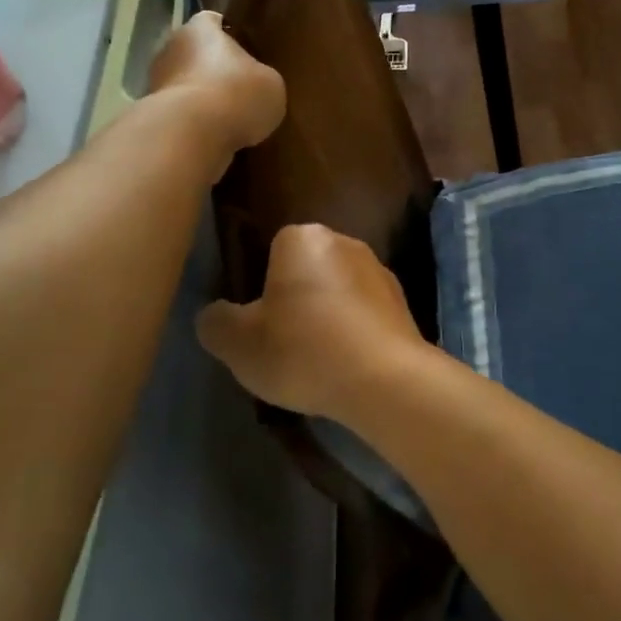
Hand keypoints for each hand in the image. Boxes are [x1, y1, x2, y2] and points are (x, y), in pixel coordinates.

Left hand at [149, 10, 286, 164]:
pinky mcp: (151, 114)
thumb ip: (261, 78)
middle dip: (214, 71)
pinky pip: (178, 115)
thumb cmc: (236, 95)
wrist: (192, 135)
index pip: (215, 23)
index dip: (231, 37)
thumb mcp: (271, 84)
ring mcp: (155, 81)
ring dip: (202, 100)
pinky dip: (192, 124)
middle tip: (240, 91)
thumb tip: (256, 87)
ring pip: (185, 85)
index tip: (247, 55)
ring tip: (228, 121)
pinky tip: (212, 138)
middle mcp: (171, 47)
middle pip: (196, 55)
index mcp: (200, 28)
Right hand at [197, 224, 434, 422]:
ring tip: (316, 364)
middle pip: (307, 271)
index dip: (260, 286)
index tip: (258, 324)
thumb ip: (216, 322)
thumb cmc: (303, 350)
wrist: (385, 382)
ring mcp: (381, 273)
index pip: (272, 250)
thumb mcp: (238, 343)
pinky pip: (364, 318)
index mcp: (304, 238)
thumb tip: (216, 316)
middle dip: (295, 301)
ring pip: (338, 295)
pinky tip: (345, 369)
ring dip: (326, 320)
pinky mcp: (404, 307)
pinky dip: (353, 337)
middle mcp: (346, 243)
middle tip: (282, 346)